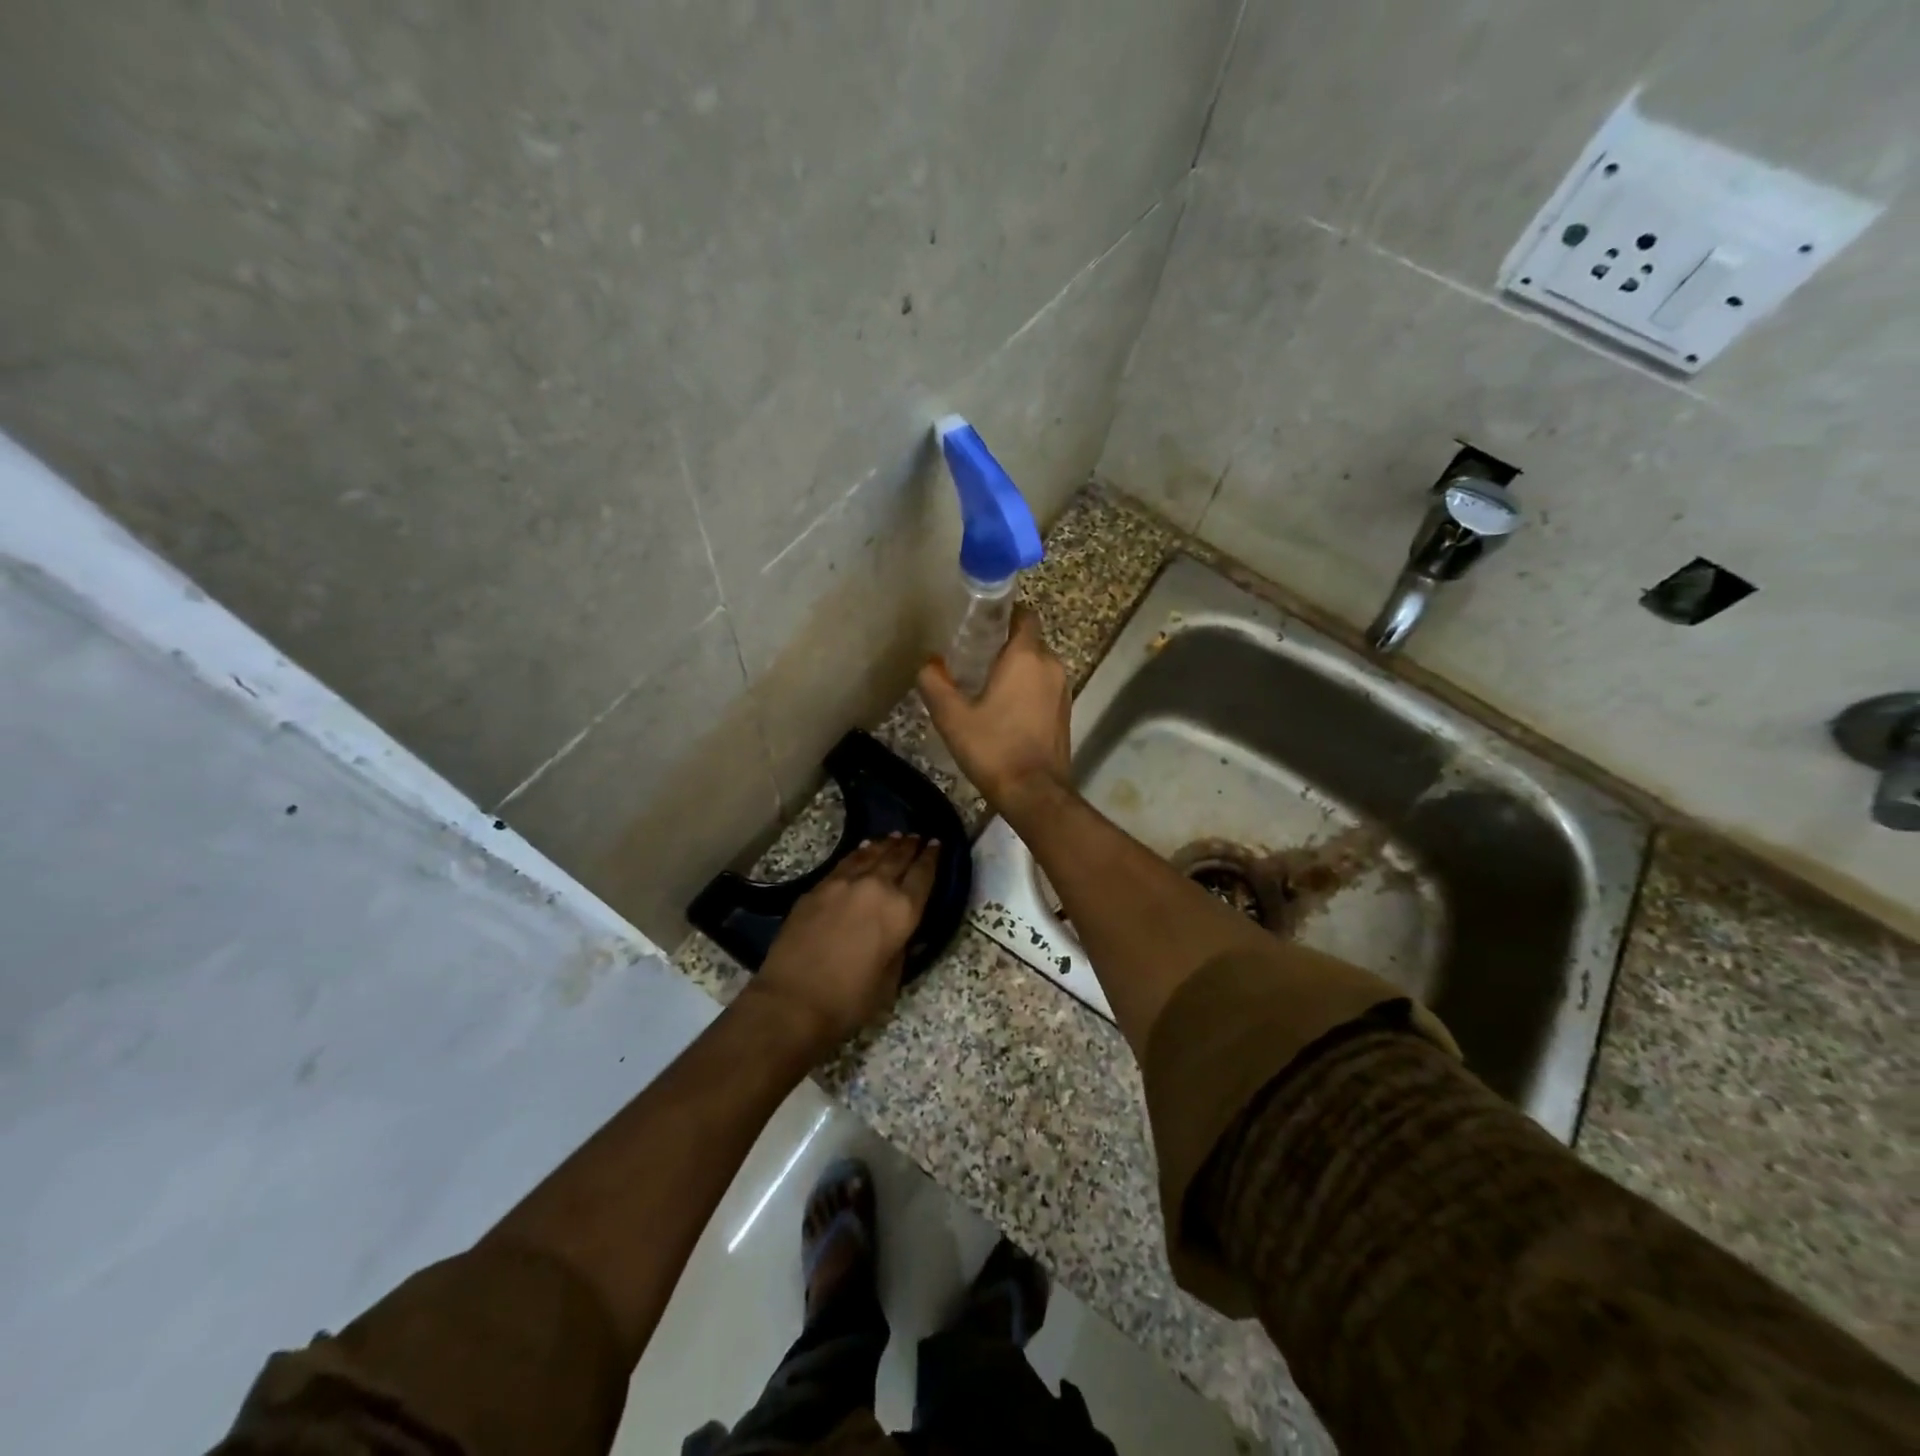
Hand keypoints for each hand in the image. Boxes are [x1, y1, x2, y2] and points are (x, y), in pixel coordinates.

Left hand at [747, 834, 940, 1053]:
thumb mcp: (890, 980)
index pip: (923, 875)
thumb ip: (900, 949)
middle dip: (910, 846)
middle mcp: (877, 888)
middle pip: (897, 858)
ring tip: (894, 837)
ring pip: (871, 855)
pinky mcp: (818, 888)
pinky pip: (845, 862)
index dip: (932, 858)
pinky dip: (859, 854)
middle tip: (917, 837)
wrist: (793, 1000)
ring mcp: (844, 883)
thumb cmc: (849, 1000)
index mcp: (902, 911)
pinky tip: (862, 850)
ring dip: (885, 845)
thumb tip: (902, 934)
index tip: (936, 843)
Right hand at [917, 606, 1069, 812]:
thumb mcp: (952, 717)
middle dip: (1006, 644)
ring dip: (1017, 668)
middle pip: (1030, 640)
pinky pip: (1045, 686)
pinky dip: (1028, 688)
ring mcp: (1062, 689)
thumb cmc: (993, 748)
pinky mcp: (1065, 712)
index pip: (1024, 615)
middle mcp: (1050, 665)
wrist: (1035, 792)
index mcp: (1026, 656)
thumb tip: (929, 663)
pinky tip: (1006, 708)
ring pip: (1038, 664)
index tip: (981, 625)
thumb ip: (935, 683)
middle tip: (975, 658)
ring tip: (987, 684)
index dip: (1004, 614)